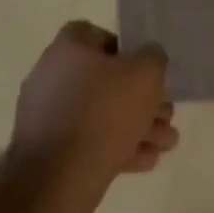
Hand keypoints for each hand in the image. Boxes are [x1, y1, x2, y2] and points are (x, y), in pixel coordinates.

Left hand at [12, 22, 177, 179]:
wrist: (59, 177)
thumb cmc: (105, 113)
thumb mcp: (146, 74)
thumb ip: (153, 58)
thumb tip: (148, 57)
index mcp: (67, 50)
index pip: (95, 35)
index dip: (126, 49)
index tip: (147, 69)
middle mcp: (51, 77)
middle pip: (105, 80)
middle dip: (142, 99)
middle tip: (166, 114)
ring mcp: (47, 115)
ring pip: (101, 114)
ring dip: (138, 126)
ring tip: (166, 143)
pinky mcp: (49, 149)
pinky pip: (89, 140)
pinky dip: (117, 147)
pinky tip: (145, 160)